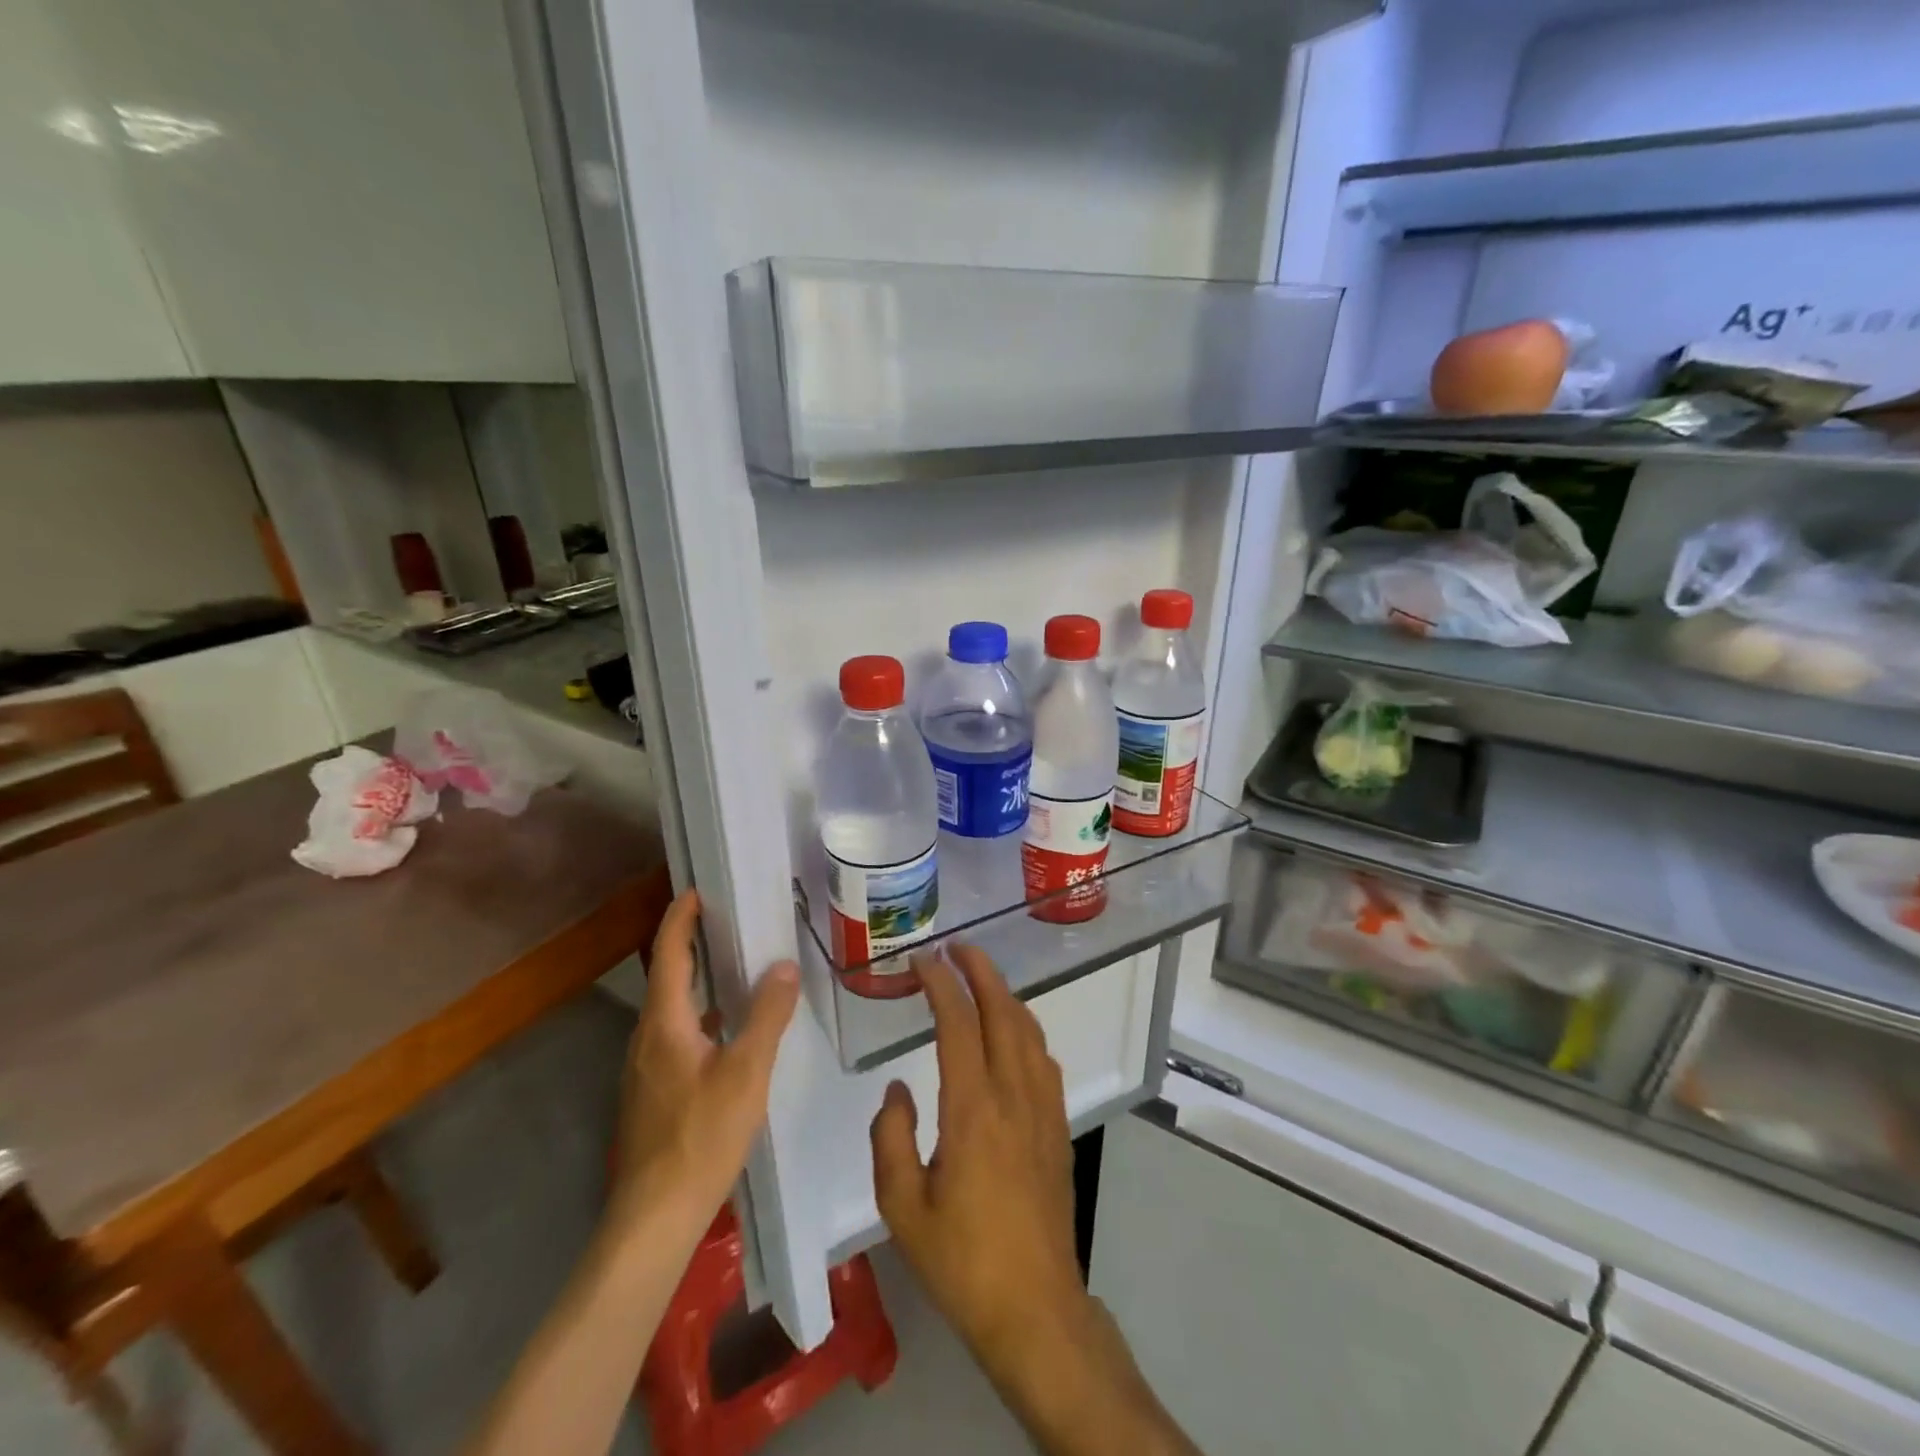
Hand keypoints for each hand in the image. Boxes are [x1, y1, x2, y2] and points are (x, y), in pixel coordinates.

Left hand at [611, 889, 799, 1232]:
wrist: (654, 1217)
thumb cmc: (700, 1136)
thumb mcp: (746, 1072)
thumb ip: (766, 1015)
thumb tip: (783, 965)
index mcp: (664, 1023)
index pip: (669, 954)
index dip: (680, 918)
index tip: (698, 890)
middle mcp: (646, 1038)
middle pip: (666, 976)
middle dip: (690, 943)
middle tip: (725, 920)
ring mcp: (644, 1068)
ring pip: (670, 1008)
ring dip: (695, 979)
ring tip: (732, 966)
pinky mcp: (651, 1093)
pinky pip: (674, 1034)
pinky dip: (698, 1014)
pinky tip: (725, 1031)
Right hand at [869, 947, 1089, 1381]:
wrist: (1035, 1308)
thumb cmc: (962, 1260)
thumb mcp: (902, 1207)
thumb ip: (890, 1138)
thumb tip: (898, 1090)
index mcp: (973, 1109)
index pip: (958, 1024)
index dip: (940, 984)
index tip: (922, 960)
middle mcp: (1013, 1095)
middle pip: (1002, 1012)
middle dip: (980, 971)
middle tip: (956, 948)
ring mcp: (1043, 1108)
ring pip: (1028, 1030)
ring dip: (1004, 994)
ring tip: (980, 978)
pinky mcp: (1058, 1126)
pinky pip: (1043, 1058)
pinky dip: (1025, 1027)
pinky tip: (1012, 1032)